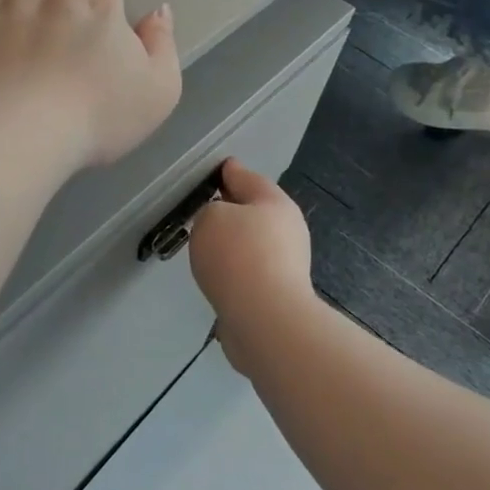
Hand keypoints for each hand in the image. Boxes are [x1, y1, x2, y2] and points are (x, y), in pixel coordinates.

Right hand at [188, 159, 313, 325]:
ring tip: (205, 244)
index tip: (214, 170)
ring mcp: (287, 262)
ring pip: (252, 241)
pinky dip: (234, 268)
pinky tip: (217, 274)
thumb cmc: (238, 256)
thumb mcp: (210, 218)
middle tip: (202, 208)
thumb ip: (209, 211)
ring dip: (232, 241)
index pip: (246, 176)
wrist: (265, 319)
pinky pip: (250, 269)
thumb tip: (220, 225)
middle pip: (254, 210)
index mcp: (275, 202)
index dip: (227, 171)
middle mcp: (287, 228)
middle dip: (230, 208)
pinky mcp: (279, 292)